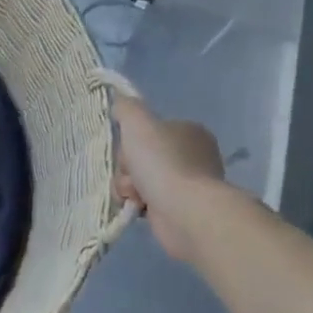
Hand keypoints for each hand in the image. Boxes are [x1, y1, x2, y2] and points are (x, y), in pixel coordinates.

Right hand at [113, 94, 224, 262]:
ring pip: (140, 178)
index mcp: (189, 131)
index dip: (131, 139)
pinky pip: (147, 201)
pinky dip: (138, 203)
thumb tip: (120, 102)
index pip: (148, 130)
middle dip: (128, 167)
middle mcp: (192, 155)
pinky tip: (138, 207)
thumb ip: (126, 107)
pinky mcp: (180, 209)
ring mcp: (188, 184)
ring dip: (129, 186)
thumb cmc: (162, 162)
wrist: (184, 211)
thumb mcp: (137, 122)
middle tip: (132, 174)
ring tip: (135, 194)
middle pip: (141, 155)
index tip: (128, 148)